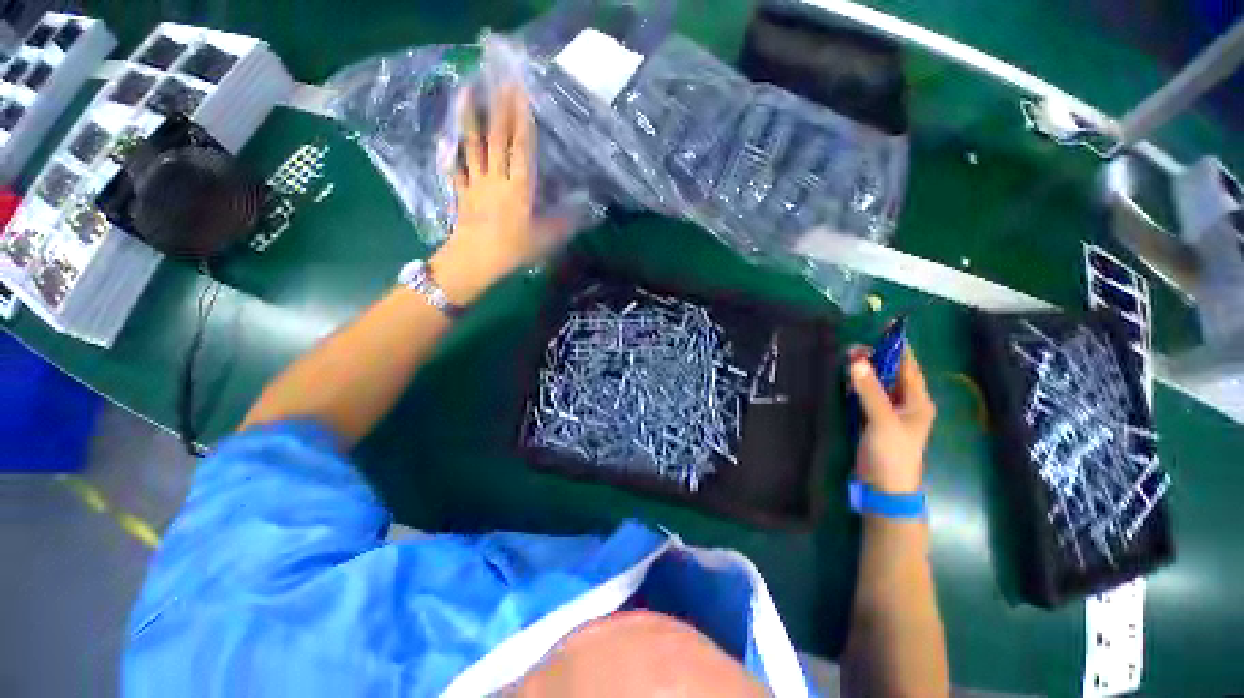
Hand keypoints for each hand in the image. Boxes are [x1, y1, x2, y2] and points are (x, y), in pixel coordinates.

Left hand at [431, 83, 566, 305]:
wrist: (476, 262)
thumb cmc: (513, 250)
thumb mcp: (545, 240)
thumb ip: (565, 223)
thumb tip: (587, 210)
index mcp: (519, 188)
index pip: (522, 148)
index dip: (522, 120)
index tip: (521, 93)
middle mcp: (497, 179)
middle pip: (497, 139)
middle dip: (499, 108)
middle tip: (499, 80)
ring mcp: (476, 184)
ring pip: (473, 147)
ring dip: (469, 118)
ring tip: (466, 91)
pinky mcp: (462, 195)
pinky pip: (456, 171)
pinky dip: (452, 155)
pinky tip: (448, 141)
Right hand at [850, 345, 936, 493]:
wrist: (884, 487)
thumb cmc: (892, 453)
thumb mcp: (882, 419)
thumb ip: (869, 390)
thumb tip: (856, 360)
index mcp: (917, 401)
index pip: (909, 366)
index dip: (898, 347)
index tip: (884, 328)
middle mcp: (906, 403)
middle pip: (892, 373)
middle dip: (876, 358)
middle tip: (854, 345)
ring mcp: (889, 412)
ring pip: (877, 384)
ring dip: (865, 371)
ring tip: (847, 356)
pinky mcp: (873, 420)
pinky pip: (866, 396)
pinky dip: (857, 385)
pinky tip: (845, 378)